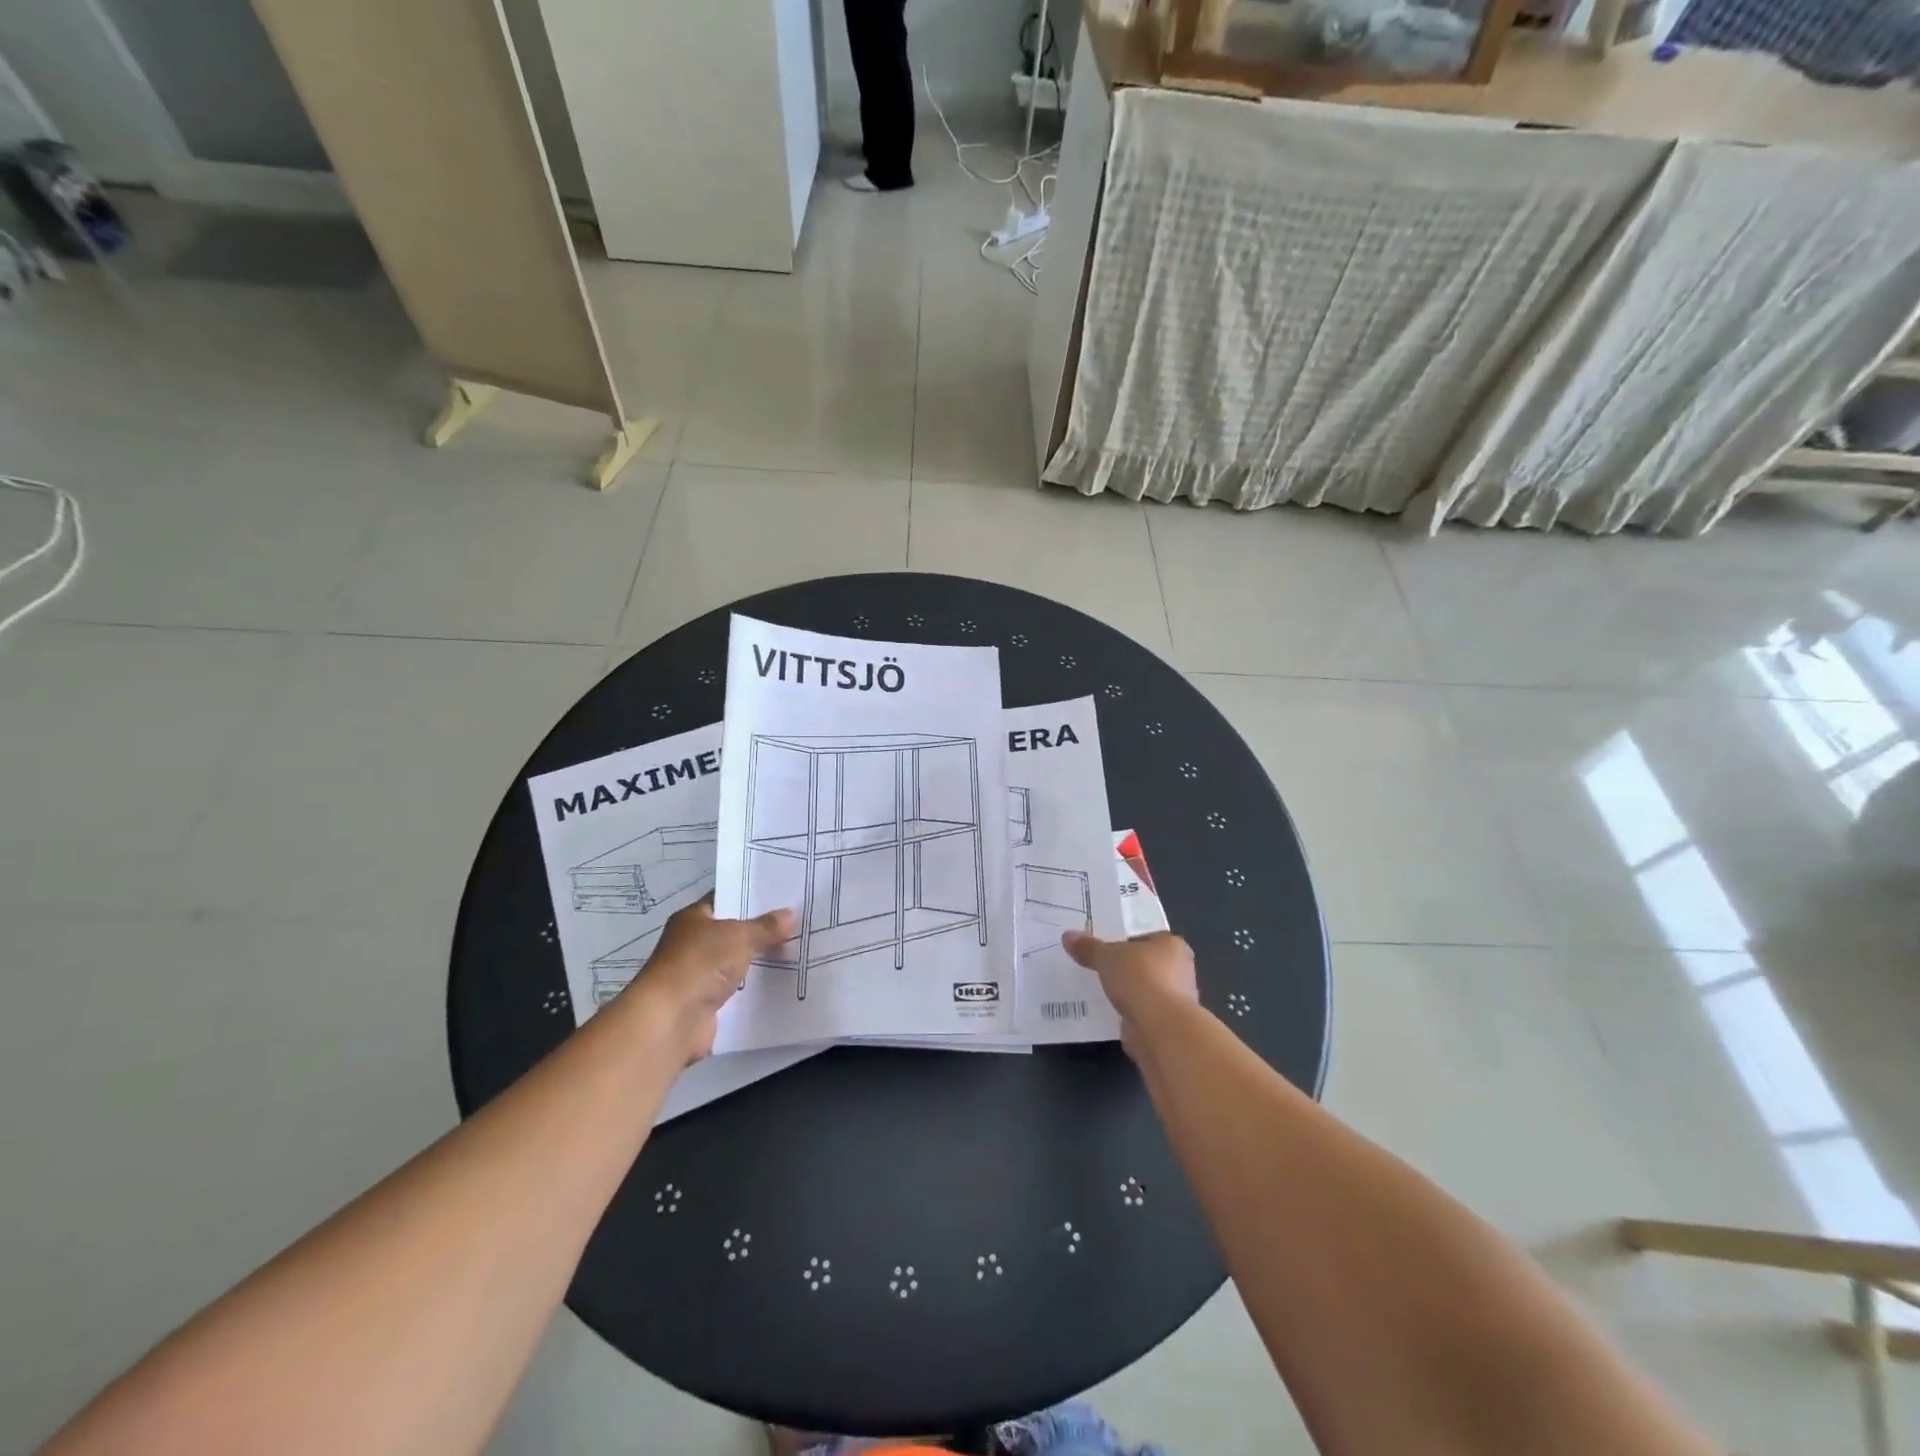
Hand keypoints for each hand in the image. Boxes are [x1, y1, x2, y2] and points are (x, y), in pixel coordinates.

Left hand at [629, 900, 796, 1064]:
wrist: (671, 1020)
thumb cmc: (700, 964)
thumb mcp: (739, 936)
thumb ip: (765, 926)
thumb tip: (790, 914)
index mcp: (693, 918)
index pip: (726, 899)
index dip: (752, 897)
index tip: (783, 896)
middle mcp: (693, 944)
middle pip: (733, 932)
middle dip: (761, 931)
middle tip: (798, 923)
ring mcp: (699, 975)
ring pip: (737, 962)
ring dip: (760, 961)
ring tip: (798, 951)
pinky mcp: (707, 1004)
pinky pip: (738, 990)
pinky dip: (755, 988)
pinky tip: (783, 982)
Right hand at [1062, 930, 1198, 1060]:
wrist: (1160, 1028)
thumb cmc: (1139, 978)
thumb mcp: (1106, 956)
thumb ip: (1089, 947)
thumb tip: (1067, 936)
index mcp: (1172, 945)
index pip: (1148, 937)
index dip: (1126, 940)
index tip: (1105, 946)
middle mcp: (1180, 970)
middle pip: (1147, 963)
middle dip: (1126, 967)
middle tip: (1099, 966)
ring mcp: (1176, 999)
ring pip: (1145, 989)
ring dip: (1128, 992)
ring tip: (1100, 990)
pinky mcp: (1167, 1024)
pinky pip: (1142, 1011)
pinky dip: (1129, 1012)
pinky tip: (1109, 1011)